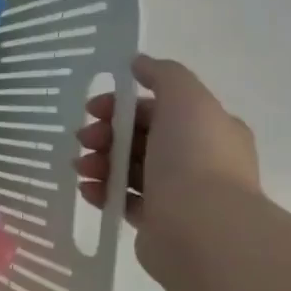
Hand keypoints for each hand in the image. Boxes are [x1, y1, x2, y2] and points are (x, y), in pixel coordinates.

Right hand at [75, 54, 259, 257]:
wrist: (201, 228)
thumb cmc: (194, 158)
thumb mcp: (185, 99)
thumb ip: (163, 75)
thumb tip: (138, 62)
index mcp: (209, 129)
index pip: (157, 110)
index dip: (121, 106)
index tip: (93, 110)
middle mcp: (197, 160)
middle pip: (139, 138)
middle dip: (105, 135)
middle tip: (83, 140)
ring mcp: (178, 194)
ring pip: (129, 170)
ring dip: (99, 163)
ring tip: (81, 168)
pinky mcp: (158, 223)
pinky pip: (123, 200)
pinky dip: (102, 192)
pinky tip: (87, 190)